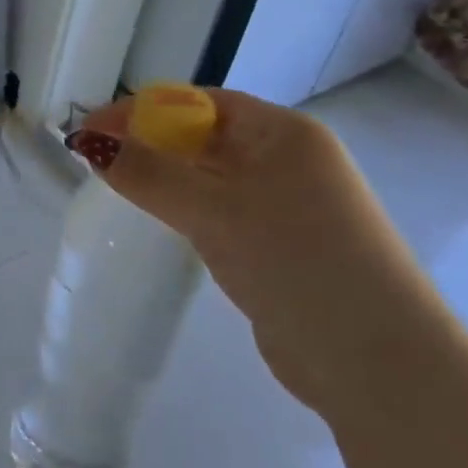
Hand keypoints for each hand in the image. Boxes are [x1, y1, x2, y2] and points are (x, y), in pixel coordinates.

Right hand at [70, 89, 445, 416]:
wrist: (380, 364)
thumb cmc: (296, 262)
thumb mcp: (214, 211)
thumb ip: (148, 174)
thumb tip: (87, 143)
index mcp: (284, 133)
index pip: (200, 103)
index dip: (141, 111)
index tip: (90, 130)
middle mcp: (290, 160)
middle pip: (205, 136)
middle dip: (150, 142)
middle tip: (96, 160)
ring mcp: (290, 206)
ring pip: (213, 177)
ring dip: (167, 177)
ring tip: (119, 187)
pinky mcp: (283, 247)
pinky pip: (223, 212)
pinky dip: (189, 210)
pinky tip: (163, 223)